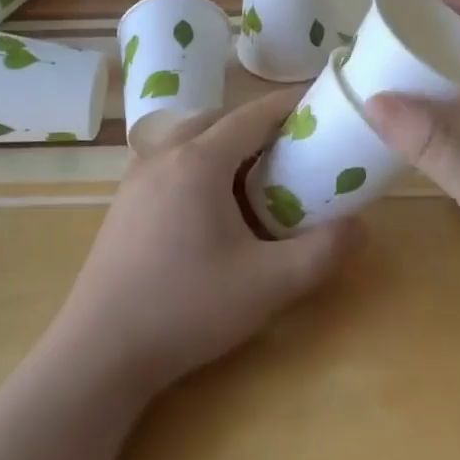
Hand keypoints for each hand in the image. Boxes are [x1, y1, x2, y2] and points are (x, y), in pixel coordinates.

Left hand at [51, 89, 362, 397]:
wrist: (99, 353)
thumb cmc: (186, 308)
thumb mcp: (268, 285)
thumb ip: (322, 252)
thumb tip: (361, 227)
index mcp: (199, 161)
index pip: (253, 114)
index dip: (290, 105)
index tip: (321, 105)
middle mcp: (164, 155)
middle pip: (220, 120)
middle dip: (259, 125)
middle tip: (294, 149)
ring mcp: (137, 178)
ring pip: (191, 139)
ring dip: (226, 145)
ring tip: (258, 176)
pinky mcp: (124, 203)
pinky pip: (171, 162)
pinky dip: (201, 165)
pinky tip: (213, 207)